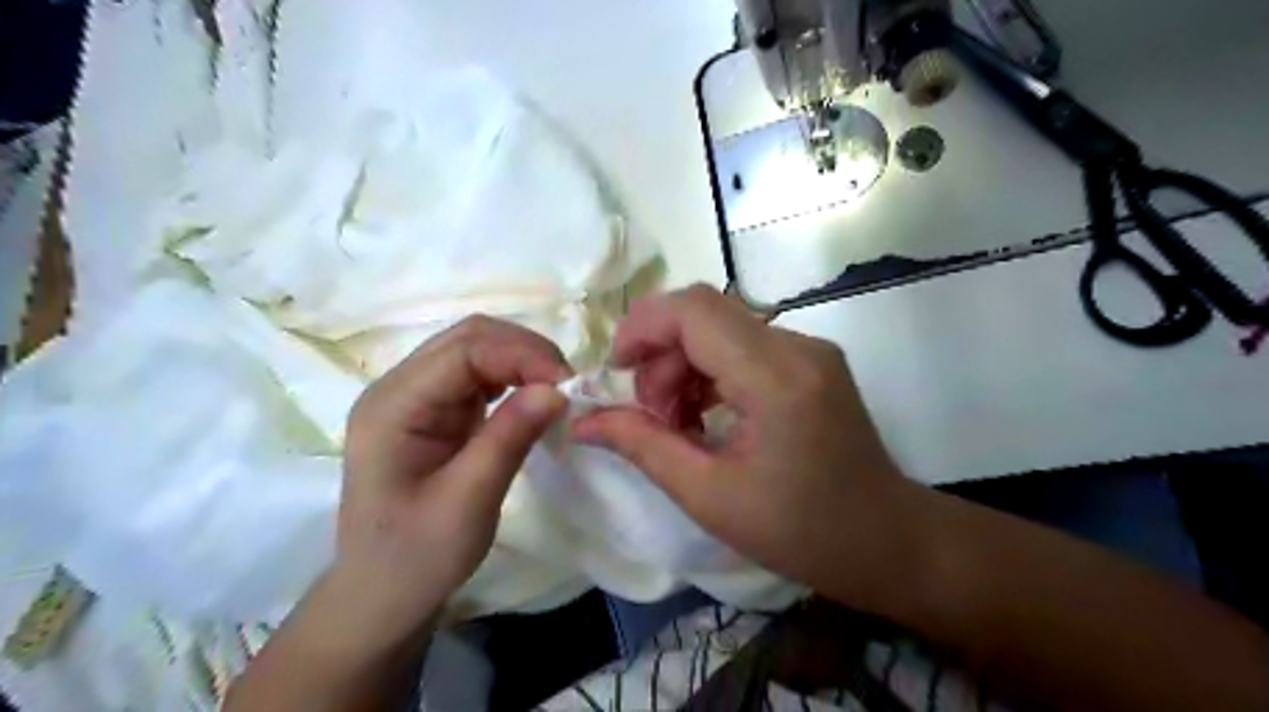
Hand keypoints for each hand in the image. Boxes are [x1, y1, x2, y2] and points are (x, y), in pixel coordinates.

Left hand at [341, 313, 571, 632]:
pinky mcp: (436, 410)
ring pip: (478, 349)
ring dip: (523, 361)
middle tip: (568, 386)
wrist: (382, 595)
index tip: (568, 386)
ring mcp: (417, 396)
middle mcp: (400, 388)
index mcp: (393, 406)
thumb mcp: (467, 503)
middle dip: (525, 351)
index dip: (522, 356)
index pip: (464, 350)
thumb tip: (558, 389)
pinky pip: (480, 375)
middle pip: (470, 338)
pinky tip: (534, 398)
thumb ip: (510, 438)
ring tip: (557, 391)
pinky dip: (515, 378)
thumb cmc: (416, 557)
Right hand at [576, 283, 922, 605]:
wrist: (887, 541)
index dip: (641, 328)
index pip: (694, 310)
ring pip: (721, 327)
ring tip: (677, 422)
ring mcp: (810, 349)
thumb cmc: (801, 532)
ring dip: (683, 363)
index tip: (616, 373)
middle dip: (660, 353)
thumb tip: (583, 421)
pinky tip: (705, 415)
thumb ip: (642, 446)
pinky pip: (744, 345)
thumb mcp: (709, 496)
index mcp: (776, 378)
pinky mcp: (811, 361)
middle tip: (651, 415)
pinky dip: (710, 371)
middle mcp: (797, 346)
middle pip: (704, 312)